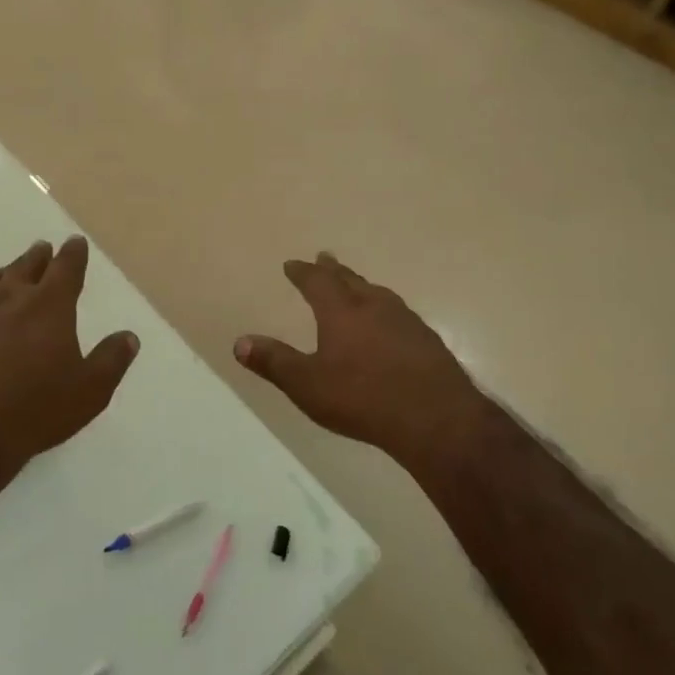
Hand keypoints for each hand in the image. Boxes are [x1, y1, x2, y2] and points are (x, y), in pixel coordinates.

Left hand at [0, 236, 138, 475]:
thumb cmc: (34, 411)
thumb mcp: (89, 391)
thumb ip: (111, 360)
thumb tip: (129, 336)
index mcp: (50, 306)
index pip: (66, 268)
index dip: (73, 254)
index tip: (75, 243)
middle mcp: (11, 298)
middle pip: (27, 266)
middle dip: (39, 257)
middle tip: (43, 248)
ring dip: (5, 271)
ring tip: (8, 270)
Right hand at [235, 254, 490, 468]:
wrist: (435, 417)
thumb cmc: (363, 398)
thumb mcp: (308, 385)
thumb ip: (274, 362)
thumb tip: (239, 342)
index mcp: (342, 312)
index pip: (317, 282)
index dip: (302, 272)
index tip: (292, 264)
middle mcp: (374, 306)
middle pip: (350, 280)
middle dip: (333, 270)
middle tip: (324, 258)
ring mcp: (405, 320)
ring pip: (378, 293)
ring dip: (362, 286)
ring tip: (357, 286)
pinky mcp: (427, 340)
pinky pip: (399, 313)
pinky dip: (385, 309)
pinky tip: (390, 324)